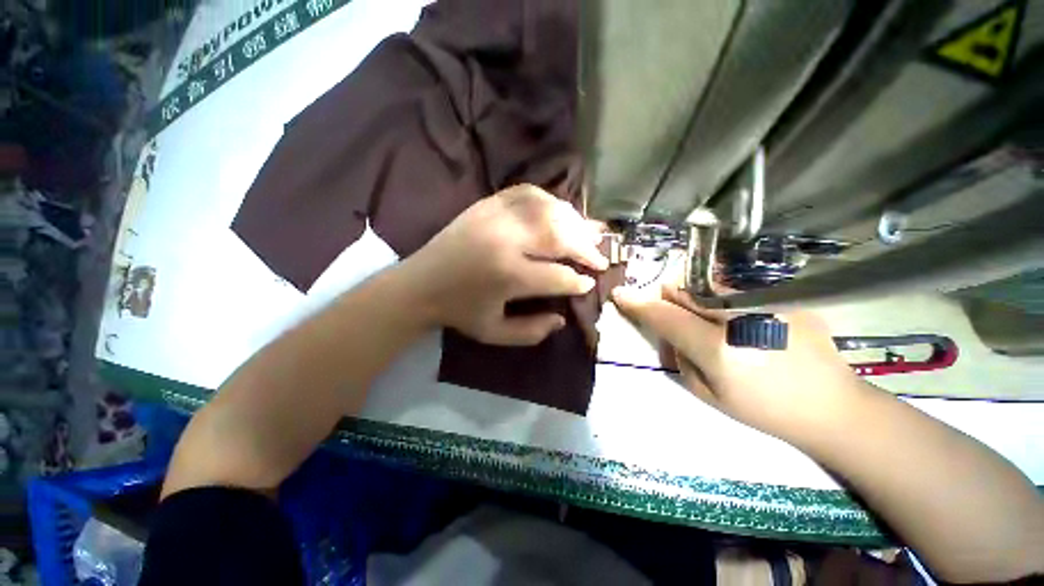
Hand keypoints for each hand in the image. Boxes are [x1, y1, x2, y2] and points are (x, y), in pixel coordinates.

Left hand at [404, 184, 607, 345]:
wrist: (419, 284)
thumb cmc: (458, 311)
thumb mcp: (494, 333)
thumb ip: (531, 331)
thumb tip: (562, 318)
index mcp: (508, 276)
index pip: (558, 276)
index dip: (578, 281)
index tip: (589, 283)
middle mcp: (506, 240)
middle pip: (560, 236)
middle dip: (586, 248)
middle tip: (600, 257)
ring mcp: (495, 216)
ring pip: (548, 210)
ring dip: (574, 222)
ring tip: (589, 234)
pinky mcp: (487, 204)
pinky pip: (527, 192)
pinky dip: (549, 200)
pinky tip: (559, 211)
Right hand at [612, 284, 867, 443]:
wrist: (831, 406)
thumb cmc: (763, 408)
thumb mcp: (707, 392)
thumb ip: (679, 355)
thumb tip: (667, 329)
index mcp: (718, 348)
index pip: (665, 317)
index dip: (639, 304)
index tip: (620, 294)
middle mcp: (741, 317)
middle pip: (686, 291)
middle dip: (668, 295)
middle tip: (665, 304)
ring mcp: (768, 302)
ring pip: (710, 285)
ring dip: (695, 295)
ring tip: (704, 313)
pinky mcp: (788, 297)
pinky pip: (738, 289)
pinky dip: (725, 298)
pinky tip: (740, 316)